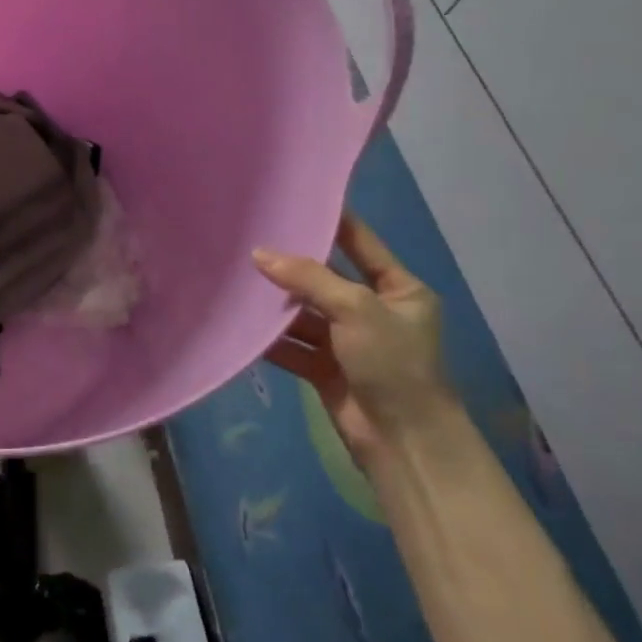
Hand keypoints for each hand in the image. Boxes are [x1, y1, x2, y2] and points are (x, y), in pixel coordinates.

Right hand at [254, 212, 452, 466]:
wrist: (404, 443)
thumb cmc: (393, 363)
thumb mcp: (356, 309)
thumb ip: (308, 278)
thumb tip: (259, 254)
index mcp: (398, 289)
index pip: (361, 243)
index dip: (331, 221)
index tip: (295, 198)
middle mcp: (373, 311)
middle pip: (325, 278)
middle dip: (291, 265)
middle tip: (250, 238)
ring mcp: (348, 341)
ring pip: (305, 313)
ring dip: (276, 304)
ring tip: (237, 279)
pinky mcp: (326, 368)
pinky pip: (293, 345)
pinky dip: (271, 338)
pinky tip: (241, 323)